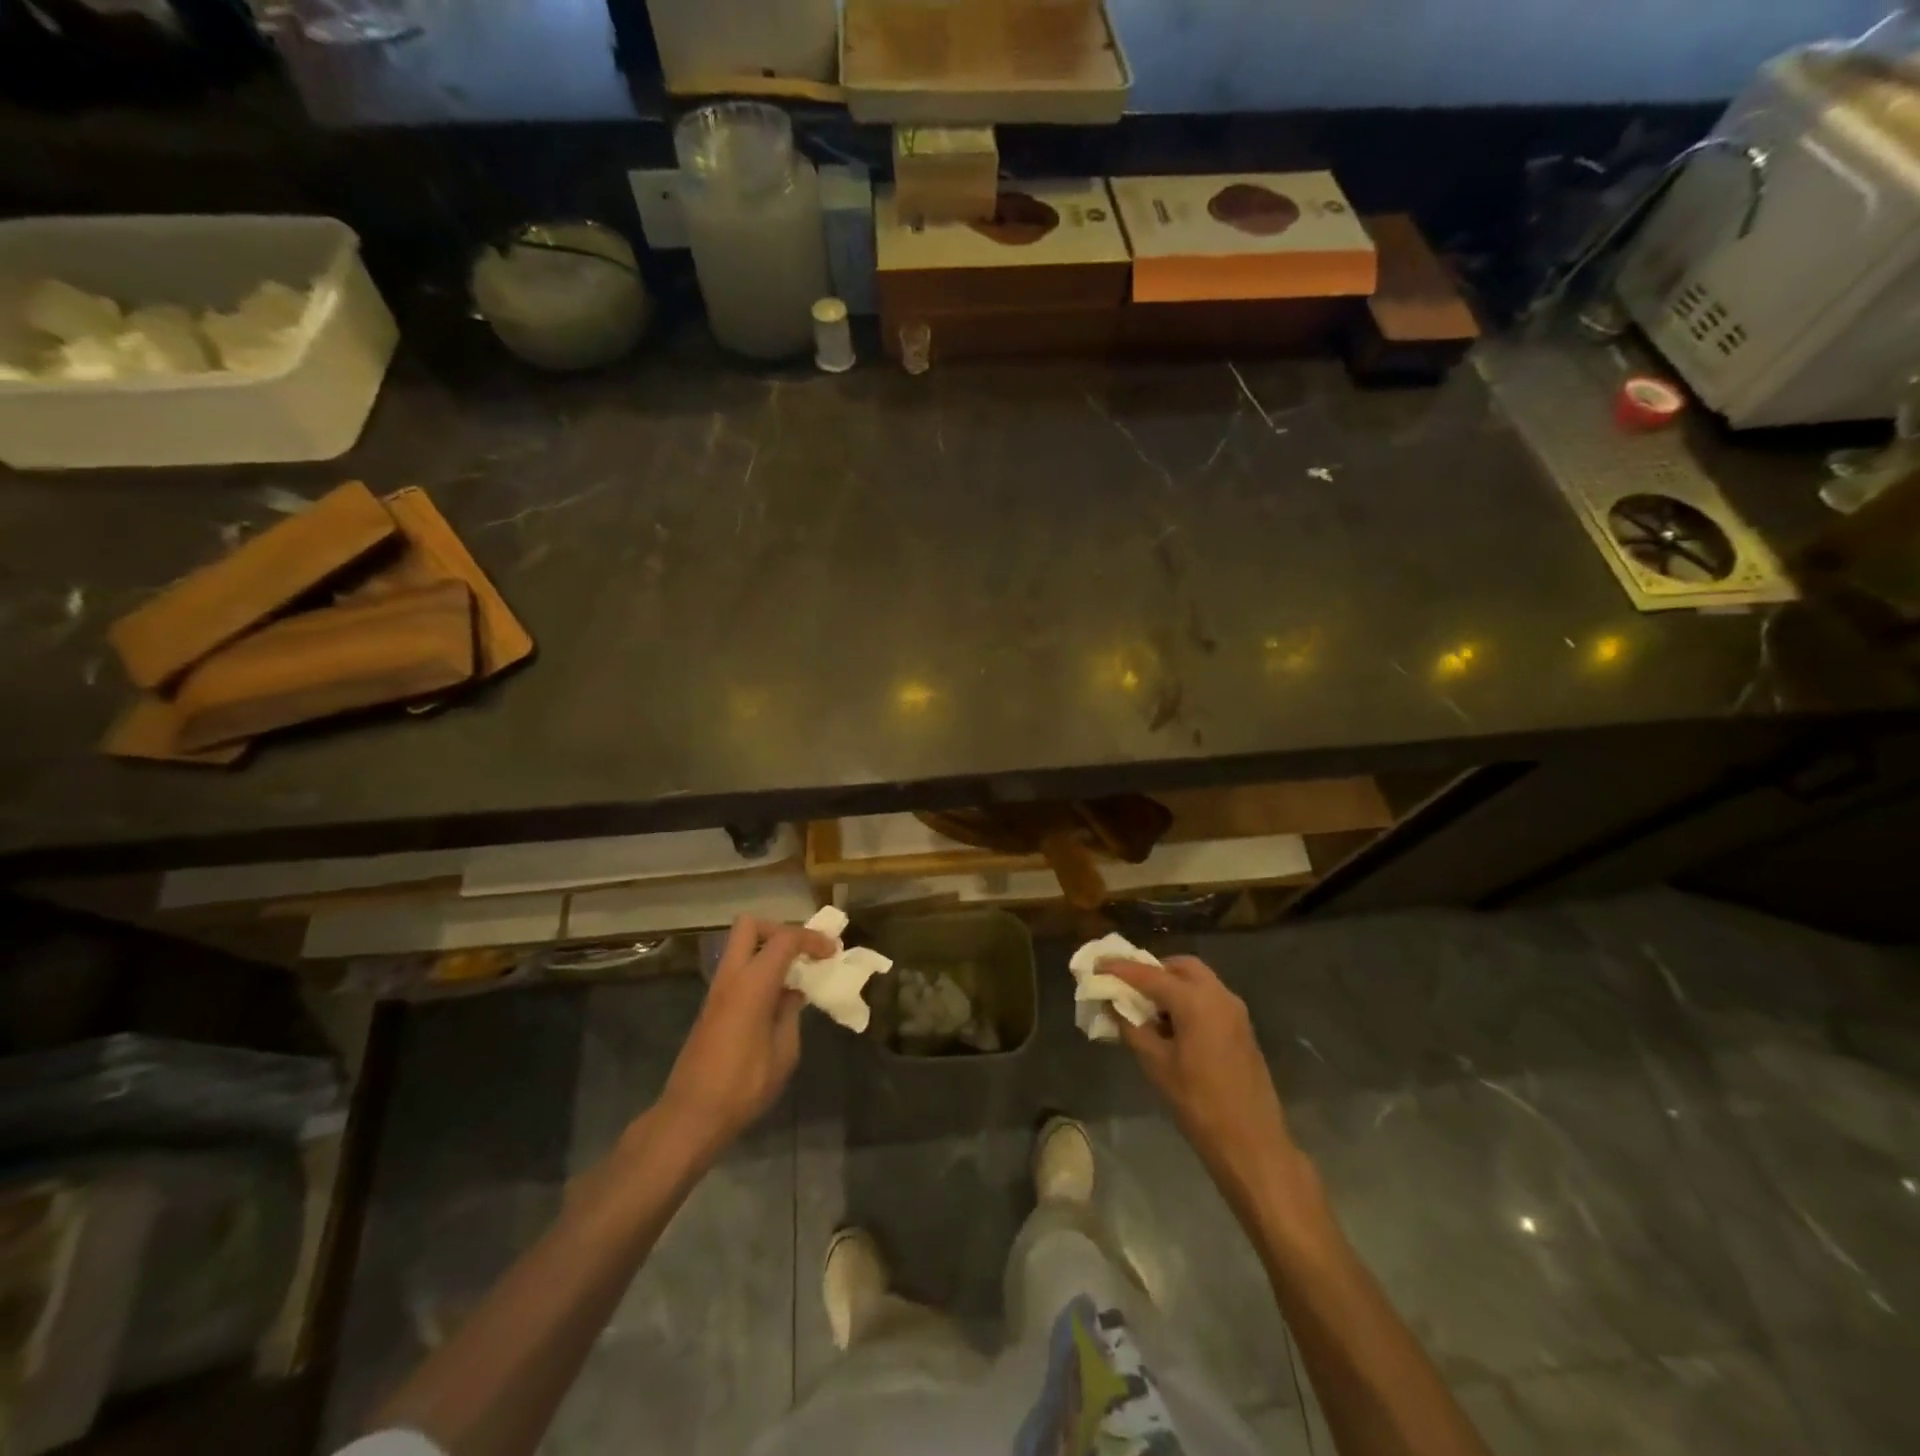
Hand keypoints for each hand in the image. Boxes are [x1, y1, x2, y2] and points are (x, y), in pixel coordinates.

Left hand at [653, 916, 835, 1162]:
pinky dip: (759, 970)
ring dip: (768, 950)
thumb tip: (792, 994)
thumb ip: (790, 1014)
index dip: (812, 939)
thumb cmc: (743, 1086)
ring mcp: (717, 991)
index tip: (832, 952)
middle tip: (803, 951)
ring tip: (796, 974)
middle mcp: (731, 977)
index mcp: (752, 984)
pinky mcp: (712, 1007)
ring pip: (741, 946)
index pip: (784, 939)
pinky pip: (738, 970)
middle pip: (750, 926)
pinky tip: (778, 998)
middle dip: (780, 930)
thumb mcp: (784, 1052)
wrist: (691, 1116)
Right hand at [1107, 956, 1309, 1214]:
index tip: (1096, 964)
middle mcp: (1219, 995)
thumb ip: (1131, 1027)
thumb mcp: (1156, 1065)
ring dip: (1171, 985)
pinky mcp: (1242, 1028)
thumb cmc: (1199, 1103)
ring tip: (1147, 1008)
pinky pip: (1209, 998)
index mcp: (1196, 1001)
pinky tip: (1172, 1025)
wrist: (1253, 1143)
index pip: (1150, 975)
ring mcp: (1235, 1011)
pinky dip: (1187, 999)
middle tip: (1127, 986)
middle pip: (1180, 966)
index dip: (1120, 968)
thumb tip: (1111, 1004)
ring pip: (1198, 981)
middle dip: (1152, 970)